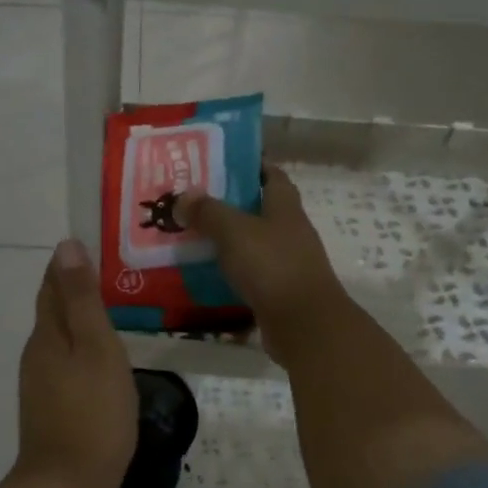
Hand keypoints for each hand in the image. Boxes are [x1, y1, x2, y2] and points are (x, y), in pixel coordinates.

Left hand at [17, 240, 137, 487]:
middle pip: (53, 310)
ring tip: (109, 308)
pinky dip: (80, 347)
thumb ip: (82, 300)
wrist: (66, 486)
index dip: (68, 264)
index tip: (91, 245)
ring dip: (77, 318)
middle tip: (109, 272)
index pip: (53, 286)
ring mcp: (40, 382)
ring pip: (59, 337)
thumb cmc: (92, 413)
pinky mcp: (49, 405)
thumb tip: (65, 247)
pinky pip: (64, 361)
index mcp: (48, 334)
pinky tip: (99, 356)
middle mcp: (37, 353)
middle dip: (73, 288)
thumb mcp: (96, 349)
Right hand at [179, 167, 345, 358]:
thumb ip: (208, 212)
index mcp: (285, 208)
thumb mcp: (234, 231)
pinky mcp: (278, 293)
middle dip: (228, 205)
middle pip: (259, 210)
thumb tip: (183, 197)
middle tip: (191, 202)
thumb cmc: (272, 266)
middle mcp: (289, 232)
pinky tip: (203, 276)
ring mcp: (286, 264)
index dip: (251, 165)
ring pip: (252, 245)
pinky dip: (229, 275)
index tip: (220, 162)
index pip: (272, 175)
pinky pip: (249, 277)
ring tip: (190, 238)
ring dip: (226, 242)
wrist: (304, 325)